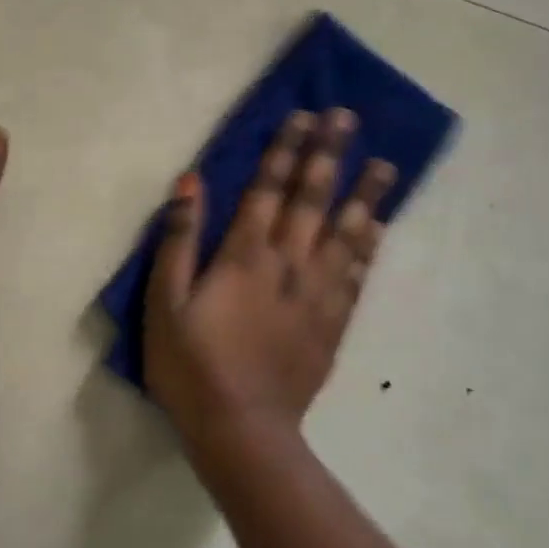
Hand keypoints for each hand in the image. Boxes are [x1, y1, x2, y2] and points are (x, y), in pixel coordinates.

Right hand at [144, 109, 395, 454]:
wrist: (241, 430)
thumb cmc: (191, 364)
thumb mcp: (163, 301)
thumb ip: (179, 239)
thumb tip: (191, 182)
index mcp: (245, 255)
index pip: (268, 189)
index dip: (285, 150)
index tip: (304, 116)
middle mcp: (288, 263)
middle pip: (312, 199)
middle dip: (329, 155)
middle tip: (347, 118)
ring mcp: (316, 294)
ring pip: (345, 234)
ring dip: (364, 195)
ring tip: (384, 164)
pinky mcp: (332, 323)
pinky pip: (356, 275)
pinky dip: (369, 247)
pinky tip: (378, 227)